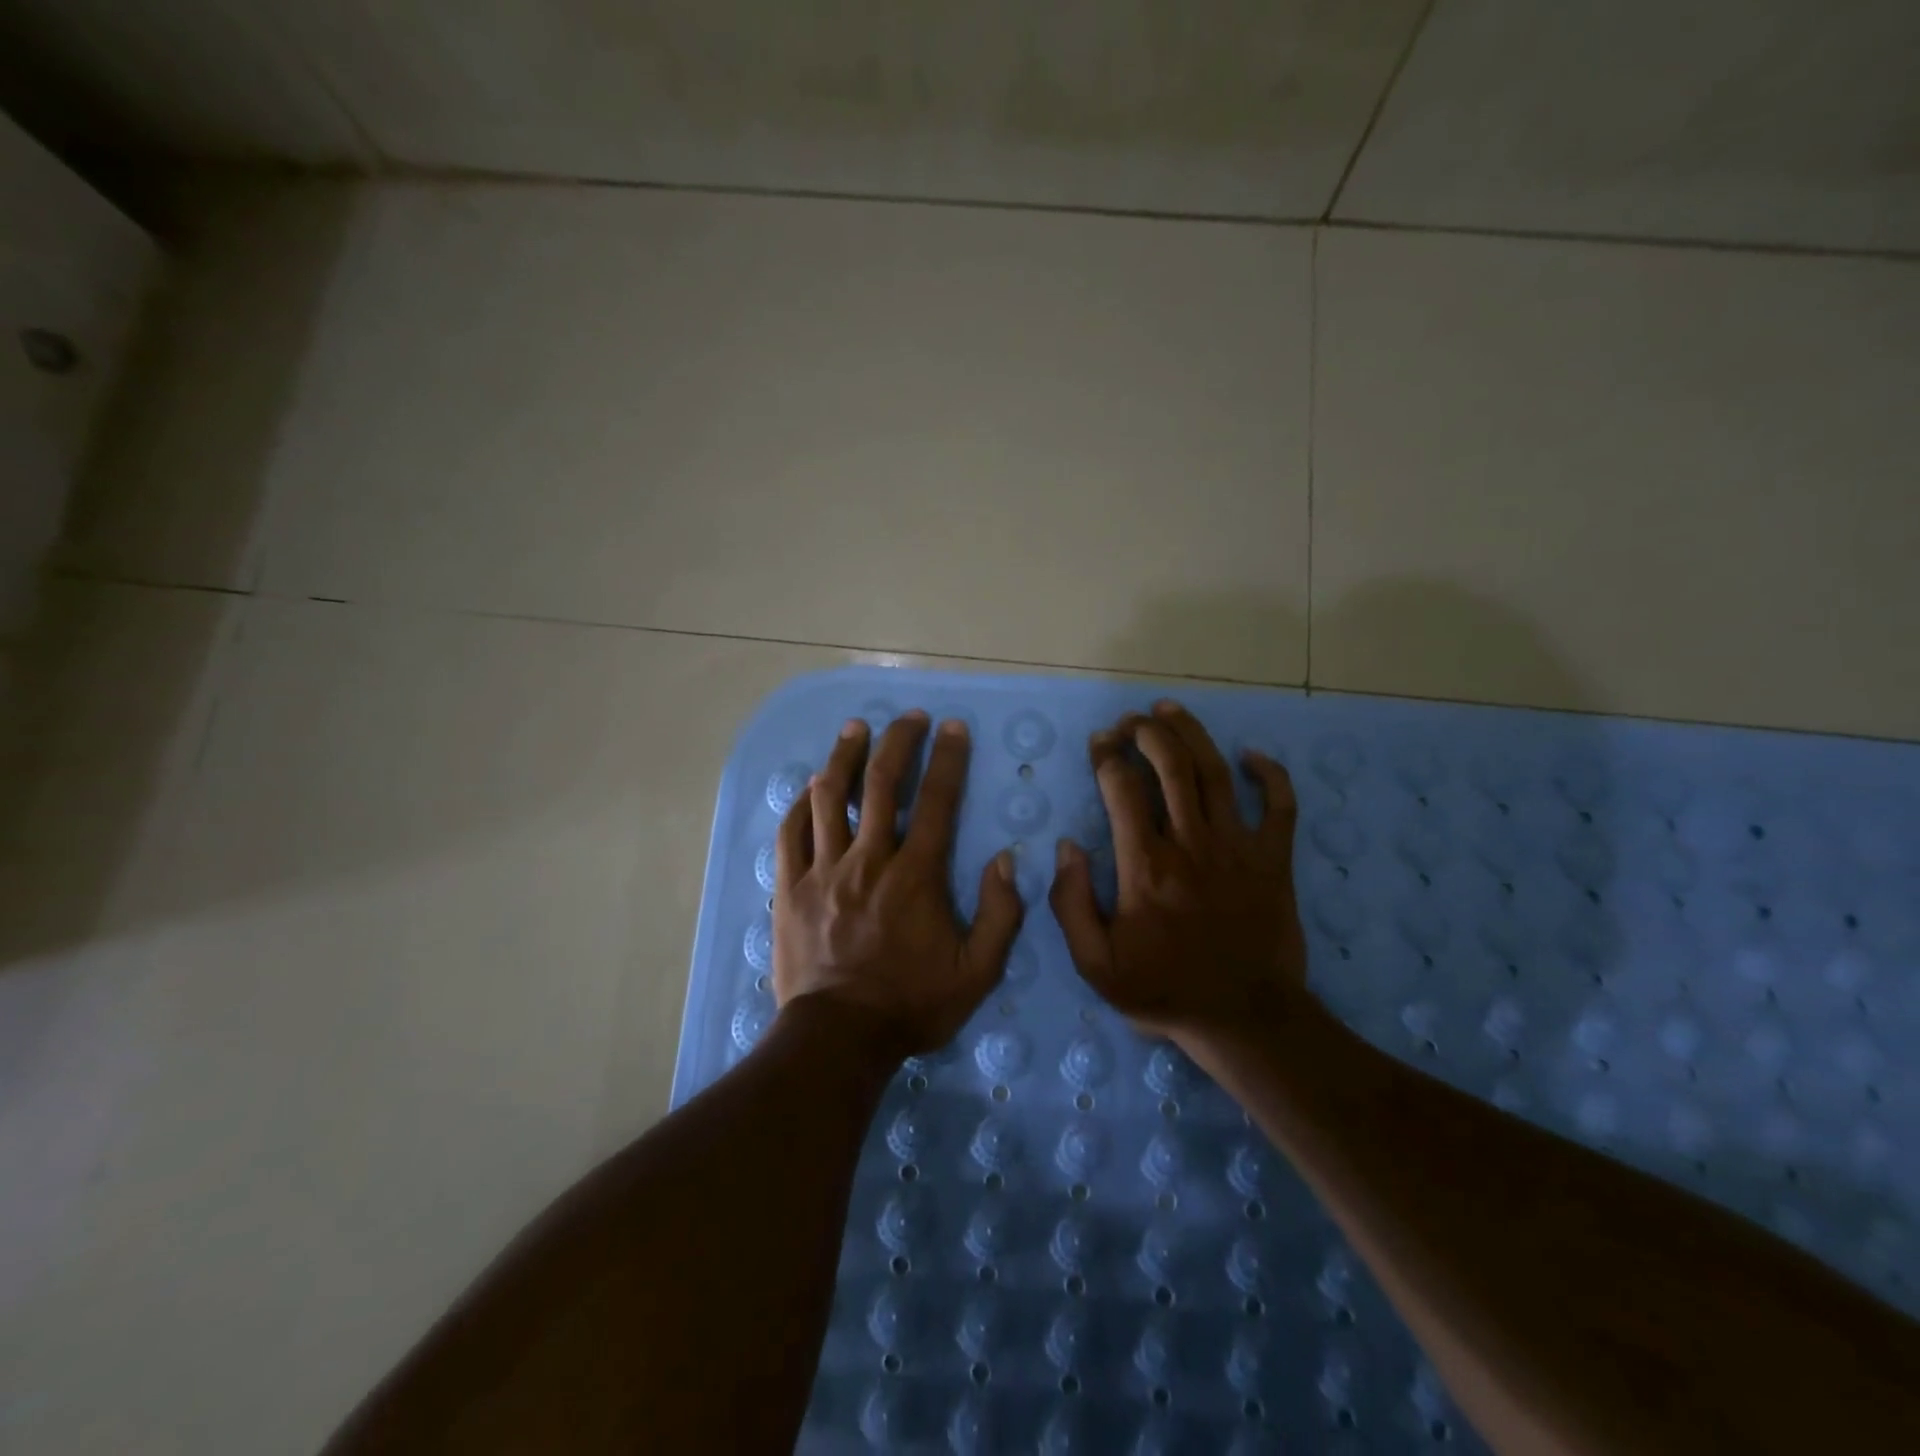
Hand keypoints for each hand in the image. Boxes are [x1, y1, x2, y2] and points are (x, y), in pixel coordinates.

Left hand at [773, 711, 1024, 1056]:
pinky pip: (791, 833)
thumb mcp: (977, 971)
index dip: (948, 759)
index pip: (938, 801)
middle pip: (883, 783)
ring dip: (845, 757)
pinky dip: (801, 804)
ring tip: (856, 729)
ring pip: (830, 797)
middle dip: (899, 741)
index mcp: (916, 875)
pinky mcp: (790, 888)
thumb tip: (1006, 860)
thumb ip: (1001, 914)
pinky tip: (810, 787)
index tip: (953, 728)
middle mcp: (869, 859)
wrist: (839, 1038)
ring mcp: (823, 870)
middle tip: (908, 717)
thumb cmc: (911, 1004)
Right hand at [1049, 699, 1308, 1046]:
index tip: (1099, 742)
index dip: (1107, 756)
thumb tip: (1068, 845)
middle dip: (1146, 732)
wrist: (1245, 1019)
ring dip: (1191, 734)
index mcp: (1146, 866)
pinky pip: (1280, 806)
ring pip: (1216, 773)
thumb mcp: (1095, 963)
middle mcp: (1192, 844)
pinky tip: (1252, 755)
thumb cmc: (1164, 990)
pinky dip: (1271, 775)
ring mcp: (1239, 848)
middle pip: (1171, 766)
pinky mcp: (1275, 861)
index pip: (1122, 789)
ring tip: (1170, 710)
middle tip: (1131, 720)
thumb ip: (1071, 903)